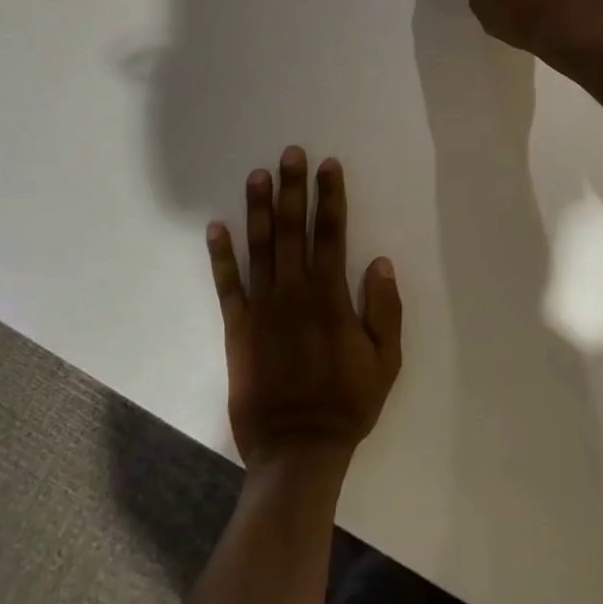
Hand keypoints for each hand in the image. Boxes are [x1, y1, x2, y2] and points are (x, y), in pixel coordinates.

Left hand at [207, 148, 402, 471]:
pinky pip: (227, 285)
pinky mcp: (238, 328)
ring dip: (259, 208)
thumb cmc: (347, 404)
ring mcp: (262, 308)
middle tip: (291, 153)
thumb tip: (380, 262)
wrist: (297, 450)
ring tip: (257, 174)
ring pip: (260, 248)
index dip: (331, 197)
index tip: (329, 165)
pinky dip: (221, 255)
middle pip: (293, 229)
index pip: (332, 234)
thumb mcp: (386, 362)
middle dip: (293, 188)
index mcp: (331, 298)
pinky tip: (216, 226)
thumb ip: (385, 310)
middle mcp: (295, 293)